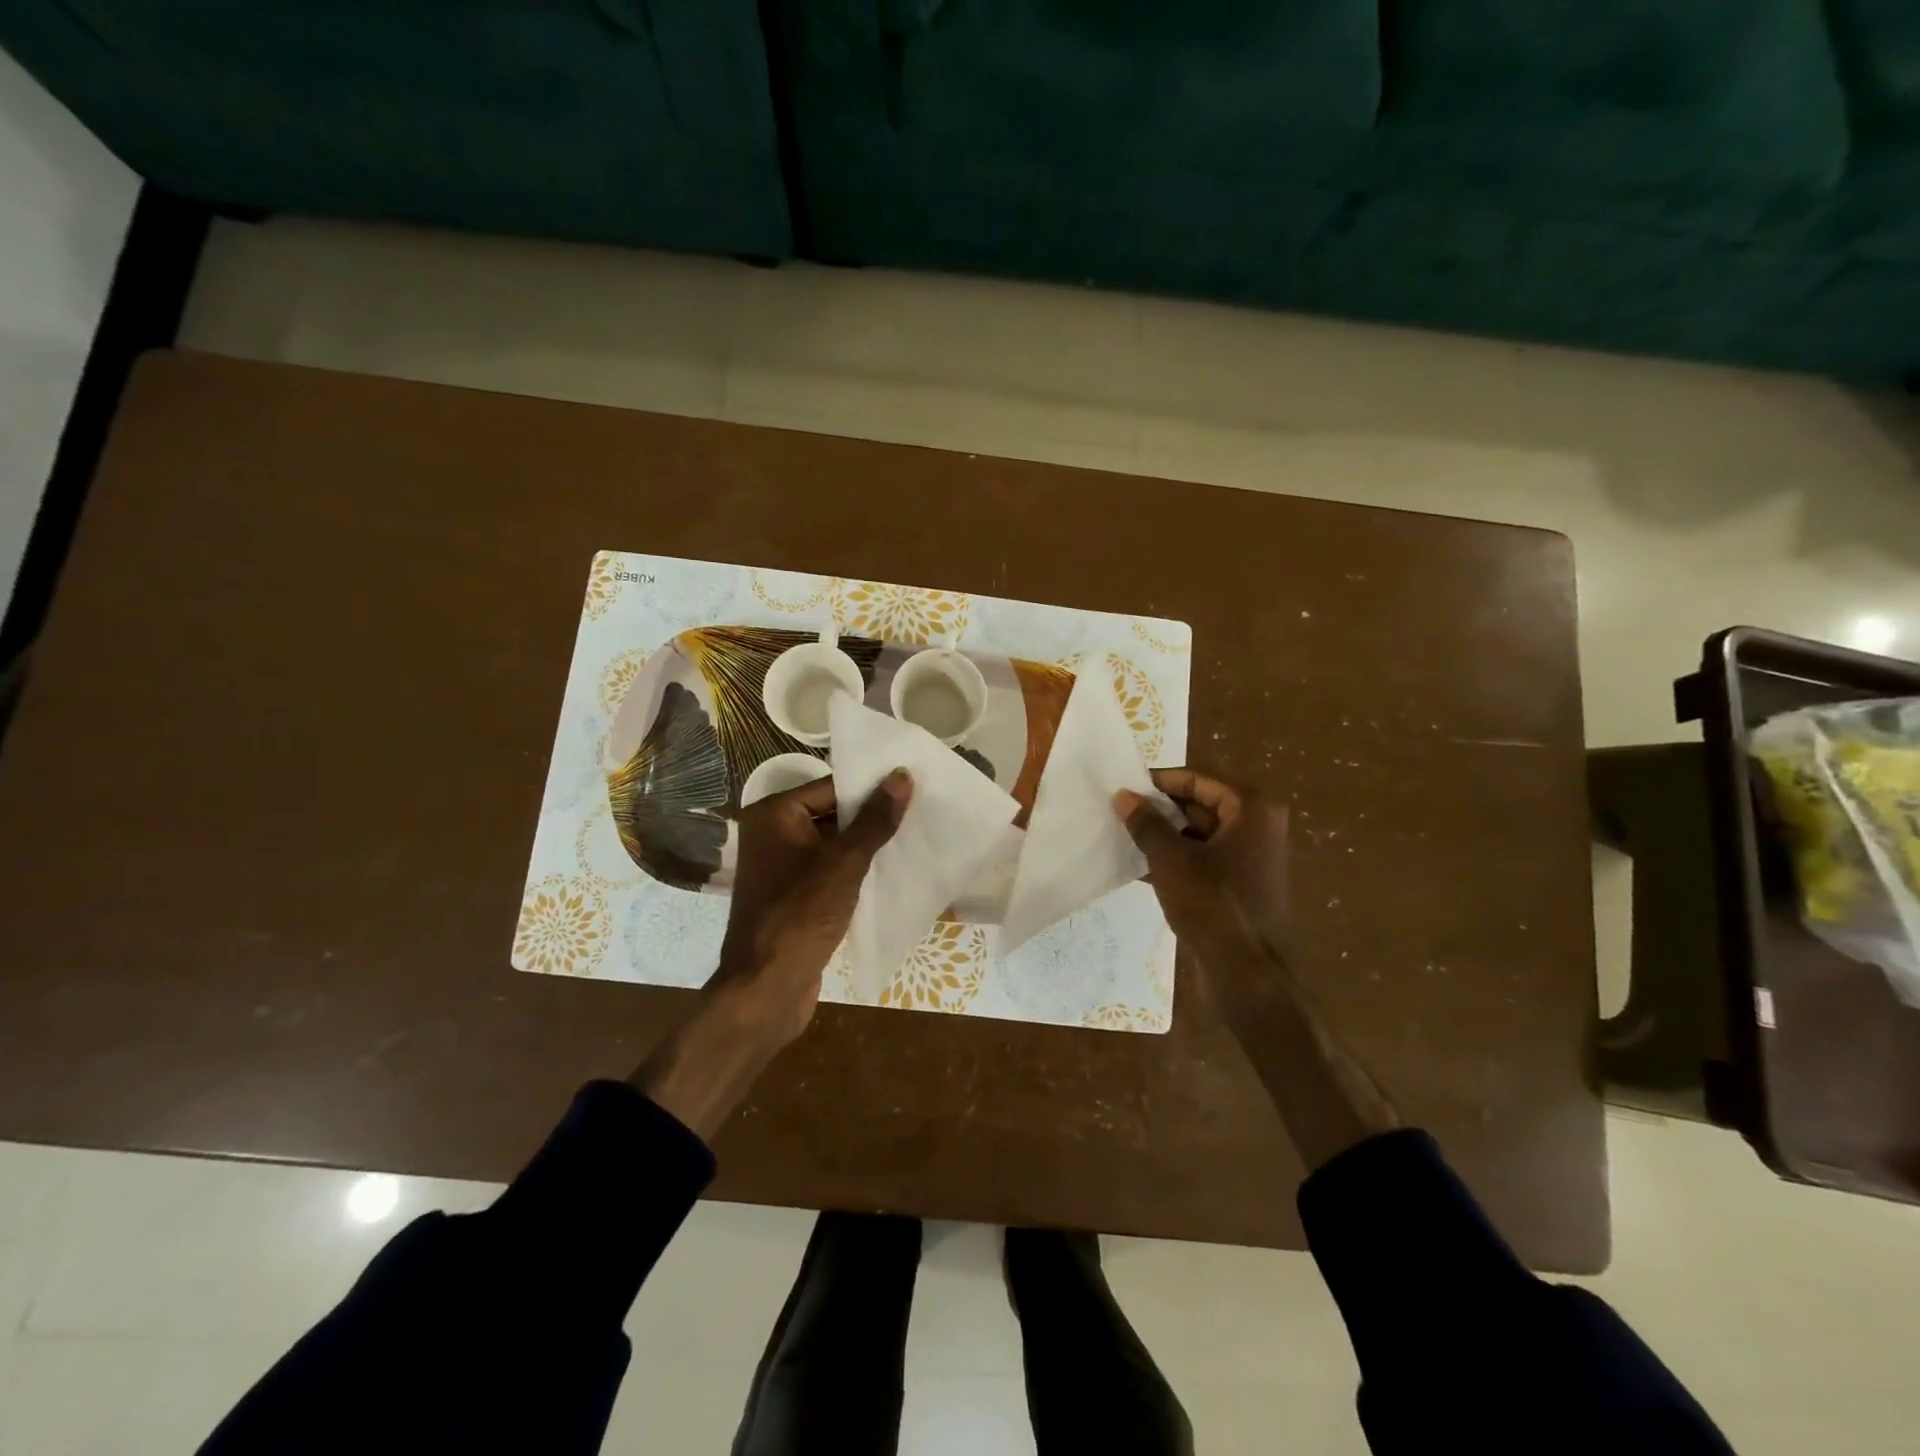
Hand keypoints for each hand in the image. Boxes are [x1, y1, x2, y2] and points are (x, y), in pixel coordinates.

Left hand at [715, 769, 912, 1045]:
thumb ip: (874, 820)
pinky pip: (829, 871)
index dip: (870, 788)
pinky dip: (855, 871)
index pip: (830, 788)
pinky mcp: (793, 896)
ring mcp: (781, 867)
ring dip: (866, 846)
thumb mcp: (844, 864)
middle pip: (831, 814)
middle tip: (919, 809)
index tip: (911, 785)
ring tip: (913, 836)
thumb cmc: (801, 915)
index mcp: (773, 815)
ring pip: (833, 845)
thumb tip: (901, 776)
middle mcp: (772, 834)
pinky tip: (891, 870)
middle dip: (871, 817)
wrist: (767, 988)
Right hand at [1115, 770, 1396, 1166]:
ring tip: (1124, 838)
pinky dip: (1176, 861)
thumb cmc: (1213, 905)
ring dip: (1164, 837)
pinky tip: (1140, 869)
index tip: (1126, 786)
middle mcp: (1258, 829)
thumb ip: (1146, 823)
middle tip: (1120, 812)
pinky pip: (1204, 862)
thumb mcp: (1171, 859)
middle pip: (1201, 806)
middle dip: (1161, 810)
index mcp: (1252, 810)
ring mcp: (1252, 861)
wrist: (1248, 975)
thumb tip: (1123, 796)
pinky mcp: (1241, 888)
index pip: (1200, 781)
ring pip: (1200, 836)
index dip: (1161, 782)